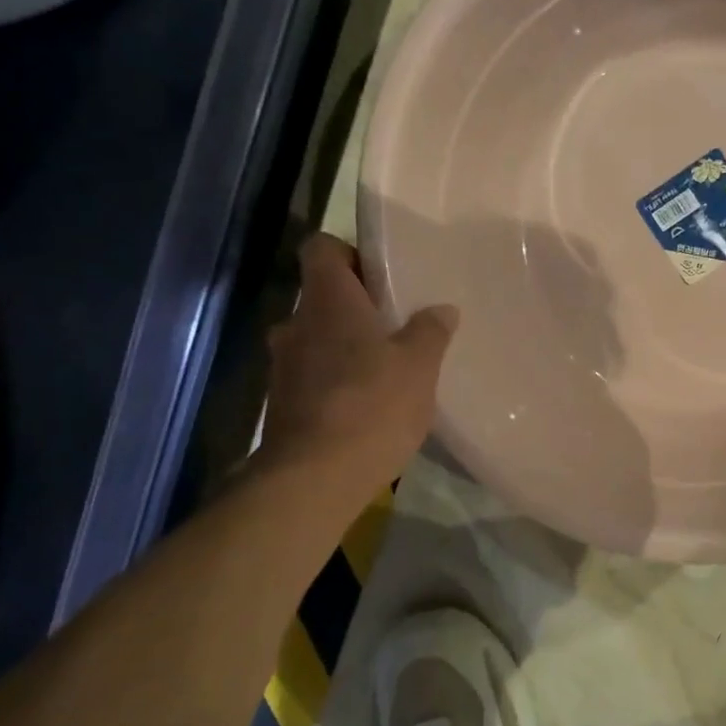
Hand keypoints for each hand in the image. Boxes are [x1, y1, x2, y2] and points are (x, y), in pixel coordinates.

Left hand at [259, 234, 456, 489]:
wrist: (315, 478)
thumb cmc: (373, 405)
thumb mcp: (420, 366)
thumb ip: (431, 331)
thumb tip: (442, 309)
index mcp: (328, 301)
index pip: (322, 248)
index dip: (349, 253)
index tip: (381, 275)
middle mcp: (296, 324)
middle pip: (323, 297)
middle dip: (356, 307)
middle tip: (397, 324)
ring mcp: (284, 366)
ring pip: (317, 338)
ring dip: (346, 346)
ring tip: (387, 367)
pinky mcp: (283, 403)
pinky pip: (313, 375)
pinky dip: (337, 379)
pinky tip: (368, 403)